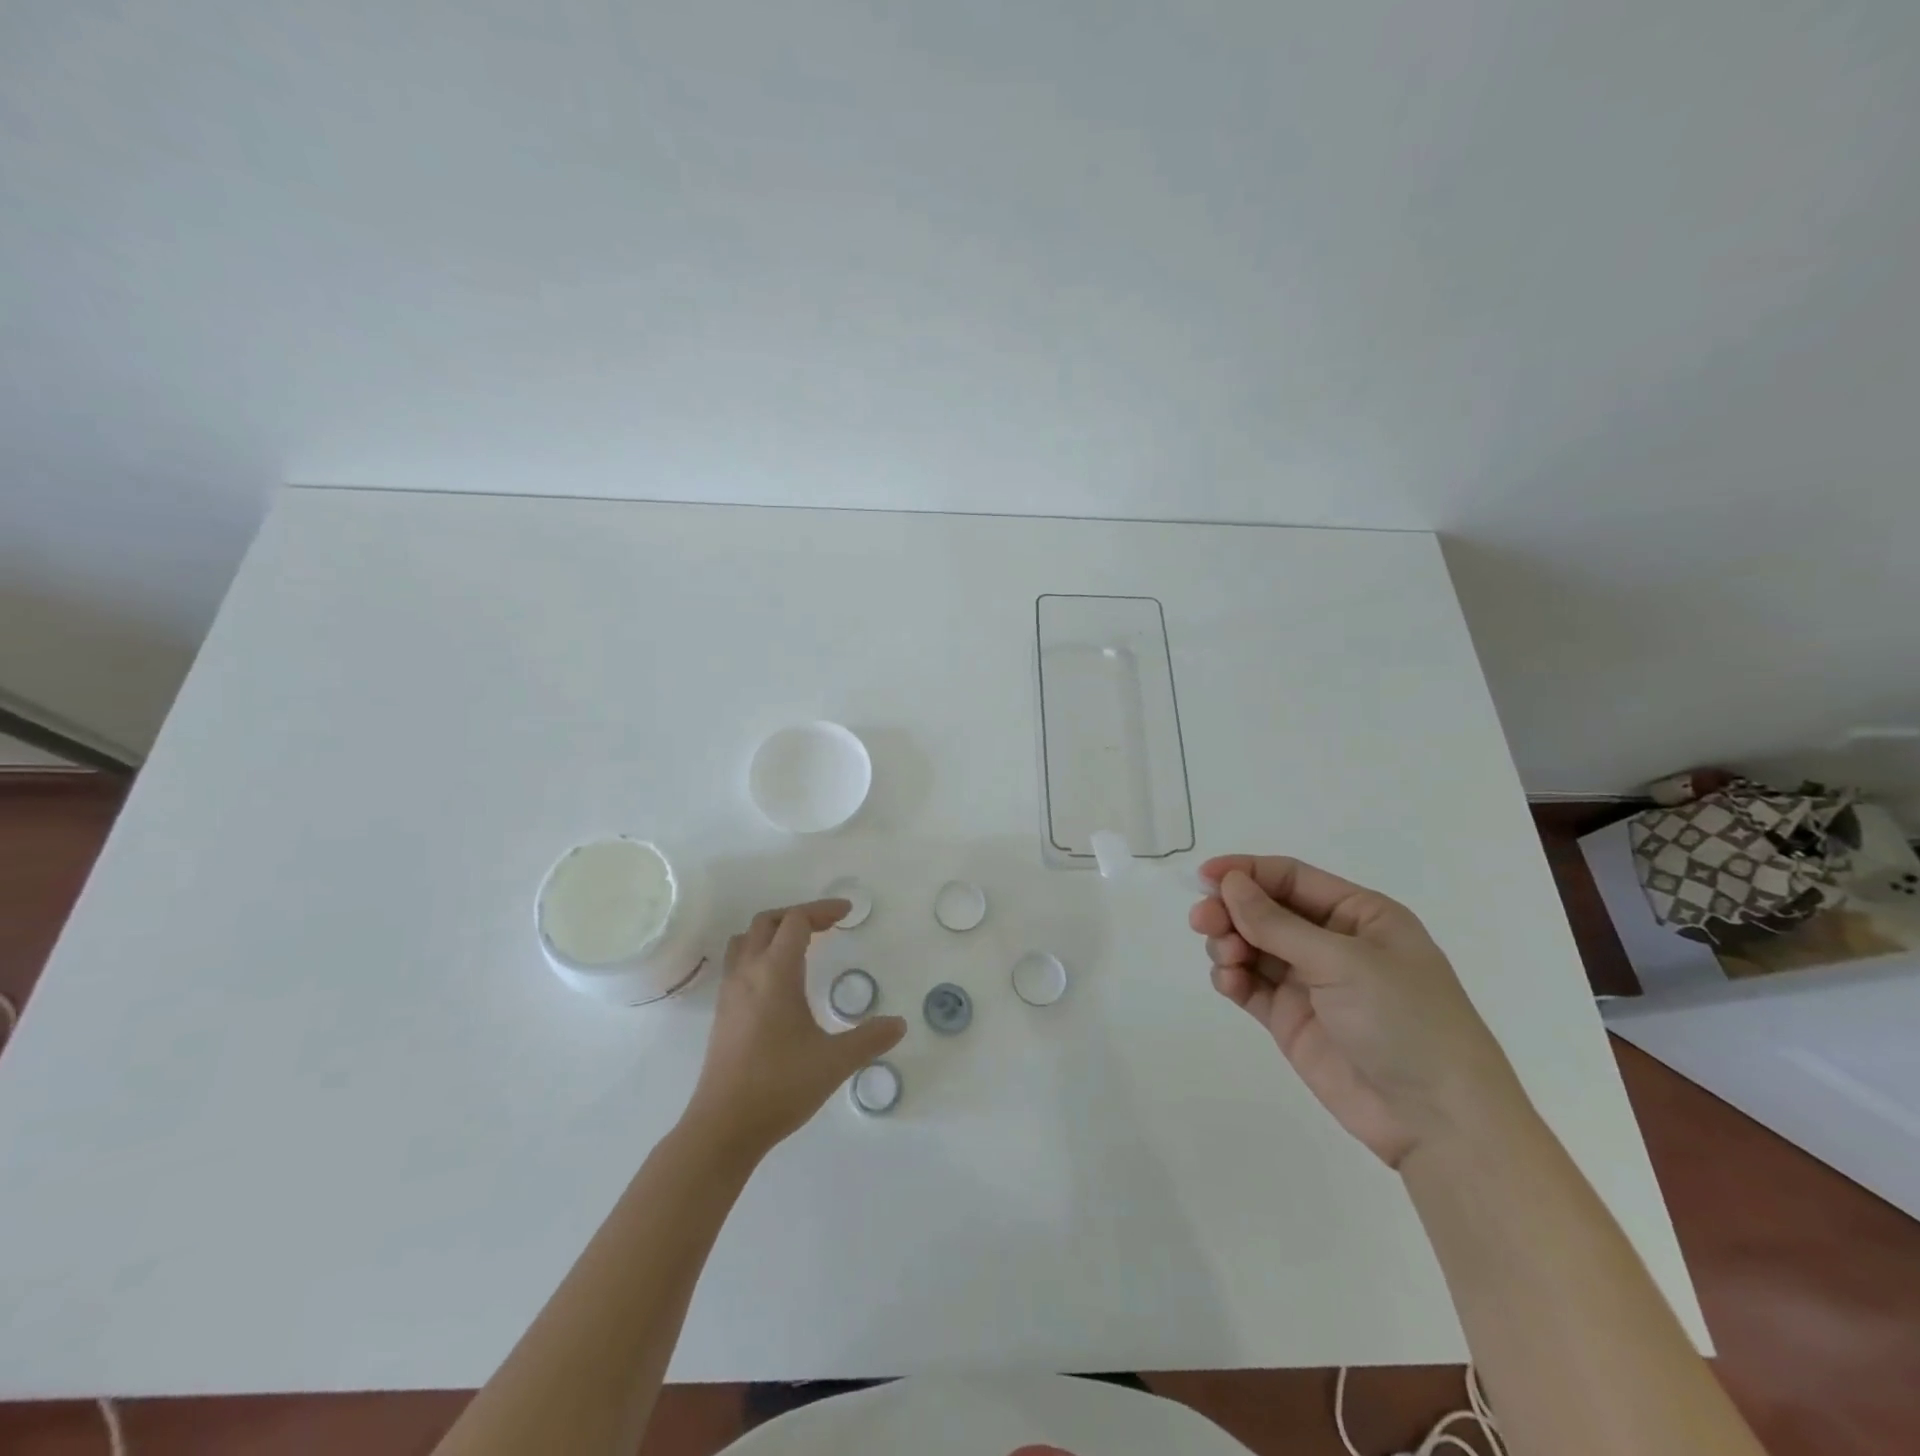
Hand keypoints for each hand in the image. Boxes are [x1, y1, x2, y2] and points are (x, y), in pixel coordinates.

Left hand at [686, 899, 906, 1160]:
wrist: (723, 1127)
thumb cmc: (780, 1086)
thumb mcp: (834, 1062)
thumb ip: (869, 1039)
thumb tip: (899, 1024)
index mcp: (775, 974)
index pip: (796, 921)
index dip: (822, 910)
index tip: (847, 912)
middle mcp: (748, 973)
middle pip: (768, 922)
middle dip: (799, 915)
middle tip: (828, 926)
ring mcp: (730, 993)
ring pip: (747, 940)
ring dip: (774, 932)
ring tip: (801, 945)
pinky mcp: (723, 1013)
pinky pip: (739, 963)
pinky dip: (761, 954)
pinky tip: (779, 982)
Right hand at [1190, 855, 1522, 1167]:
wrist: (1437, 1121)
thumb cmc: (1405, 1021)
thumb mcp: (1344, 962)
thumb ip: (1277, 924)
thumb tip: (1230, 883)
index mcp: (1358, 915)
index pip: (1291, 878)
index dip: (1246, 872)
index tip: (1205, 876)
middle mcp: (1331, 942)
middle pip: (1265, 910)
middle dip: (1231, 910)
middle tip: (1201, 921)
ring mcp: (1309, 982)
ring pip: (1251, 945)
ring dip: (1228, 943)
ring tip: (1226, 959)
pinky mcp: (1290, 1018)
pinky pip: (1249, 985)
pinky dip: (1232, 978)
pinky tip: (1230, 983)